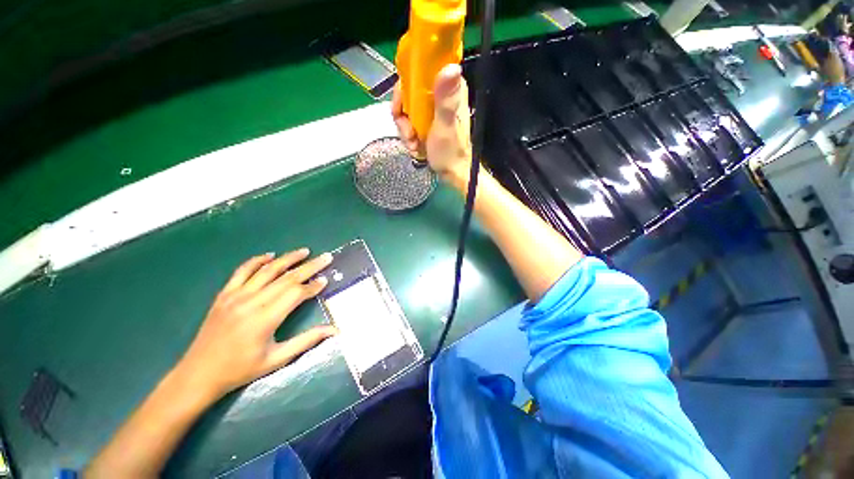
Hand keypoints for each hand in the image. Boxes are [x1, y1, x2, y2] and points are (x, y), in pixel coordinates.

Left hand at [175, 249, 335, 398]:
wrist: (199, 374)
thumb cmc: (241, 369)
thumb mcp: (277, 359)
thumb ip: (307, 341)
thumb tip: (335, 330)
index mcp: (265, 319)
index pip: (296, 294)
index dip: (313, 286)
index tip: (325, 280)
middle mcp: (251, 302)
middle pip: (286, 278)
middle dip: (310, 266)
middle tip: (326, 257)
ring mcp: (235, 296)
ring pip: (267, 270)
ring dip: (288, 258)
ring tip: (304, 251)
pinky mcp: (224, 294)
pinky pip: (242, 271)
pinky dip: (257, 260)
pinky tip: (270, 255)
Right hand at [392, 63, 471, 180]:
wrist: (451, 173)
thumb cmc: (450, 152)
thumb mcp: (446, 125)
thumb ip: (445, 99)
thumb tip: (451, 66)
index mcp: (450, 89)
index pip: (424, 68)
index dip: (408, 82)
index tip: (402, 103)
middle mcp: (441, 95)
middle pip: (410, 90)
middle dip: (403, 113)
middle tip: (408, 131)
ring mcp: (433, 110)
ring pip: (407, 107)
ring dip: (405, 128)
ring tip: (413, 143)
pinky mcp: (427, 122)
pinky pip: (409, 121)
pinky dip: (408, 135)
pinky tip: (414, 147)